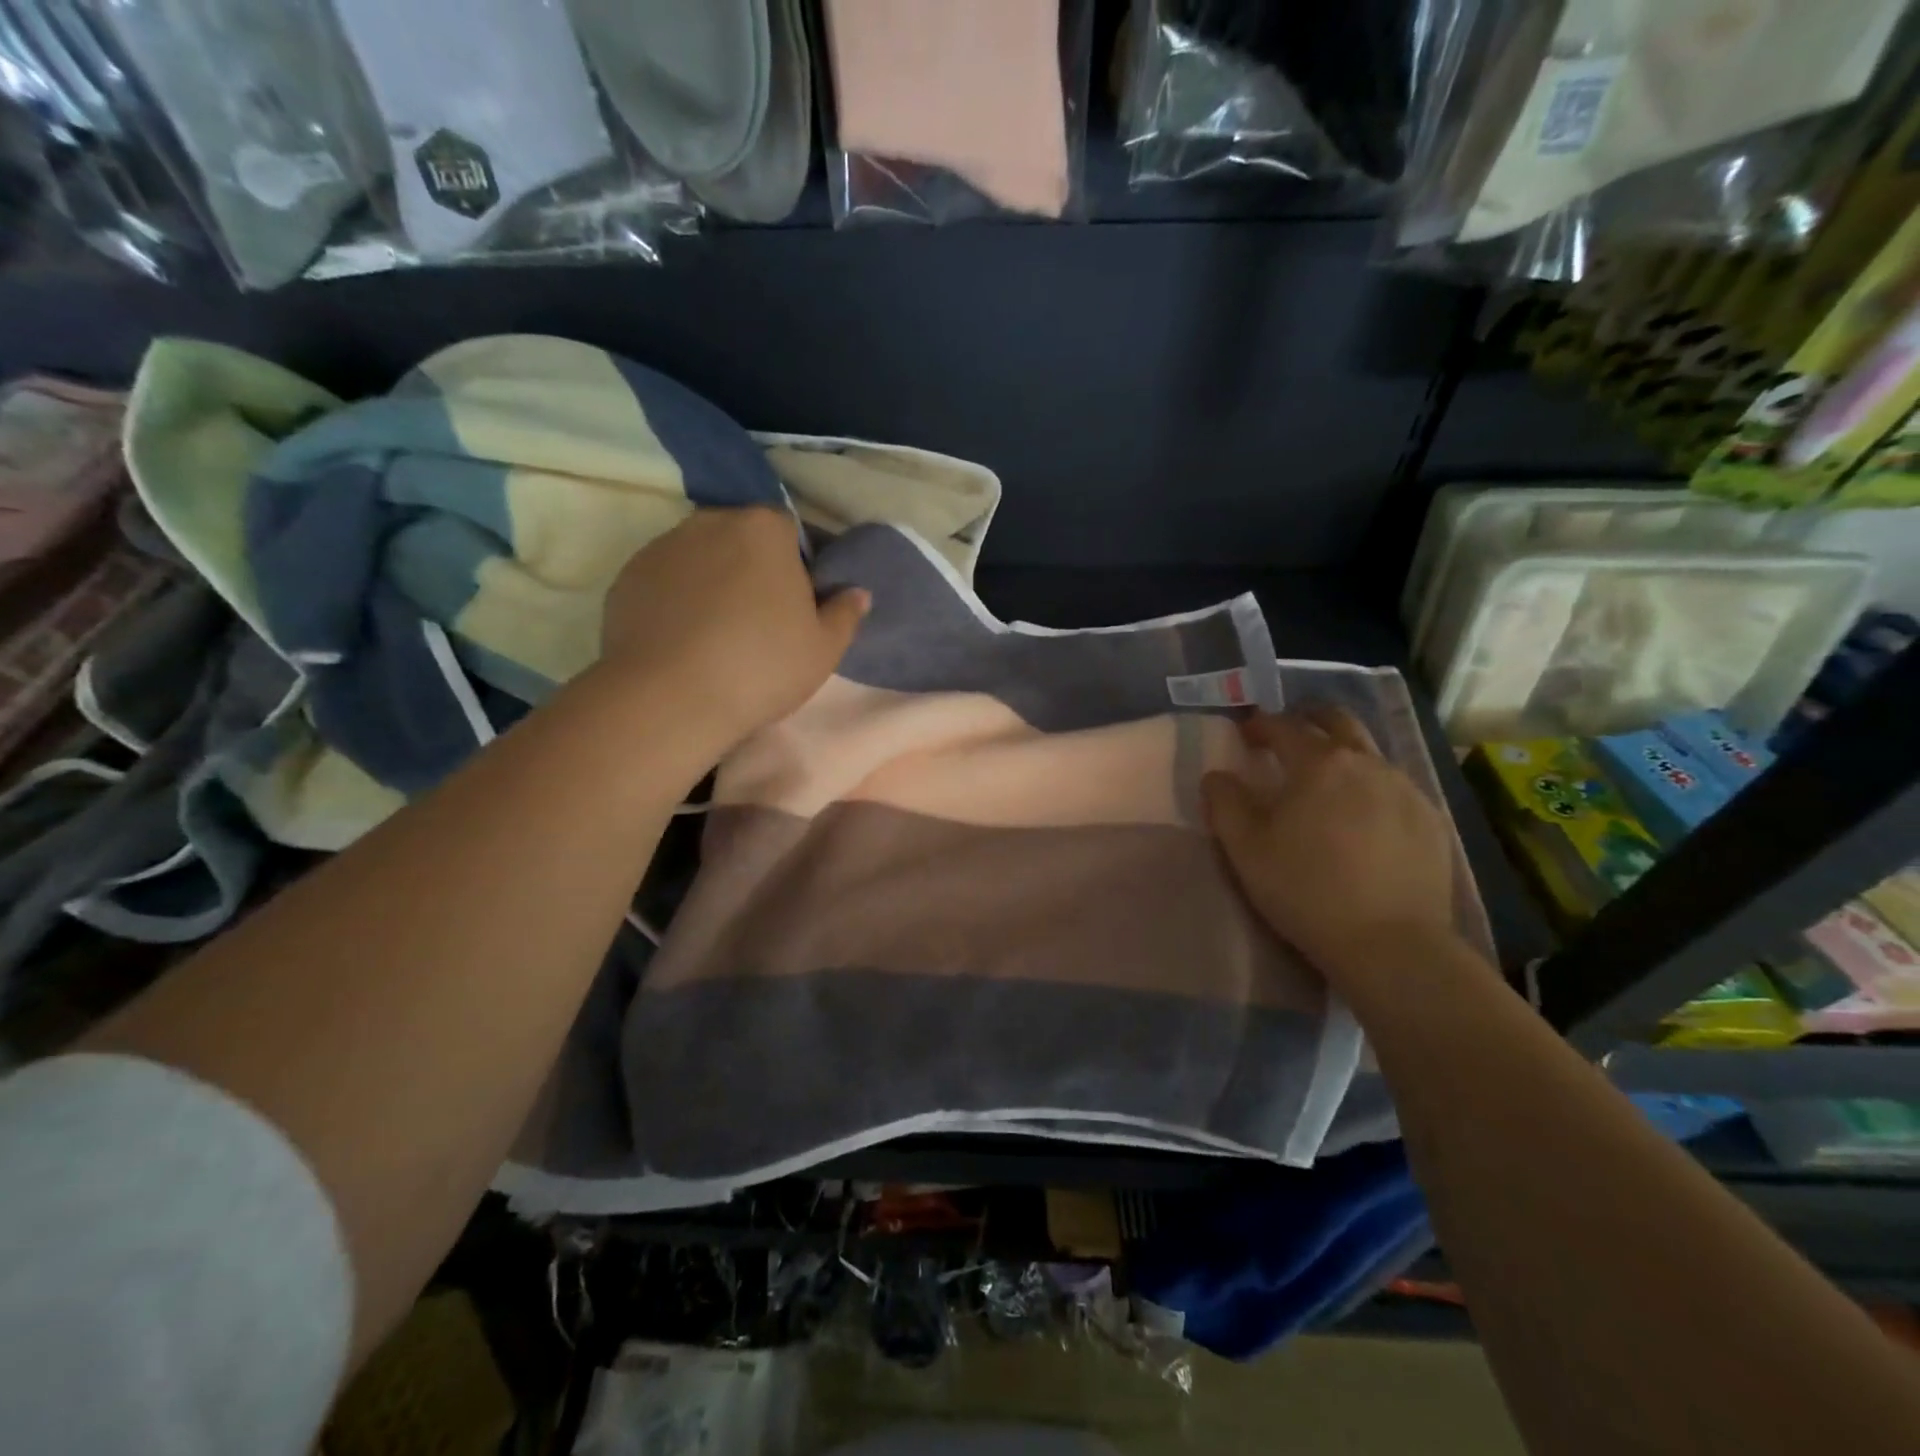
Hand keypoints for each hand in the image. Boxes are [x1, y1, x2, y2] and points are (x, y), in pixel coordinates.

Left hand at [598, 508, 868, 752]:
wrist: (670, 698)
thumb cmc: (762, 666)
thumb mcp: (824, 649)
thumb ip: (845, 614)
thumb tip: (857, 592)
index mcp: (764, 528)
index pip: (789, 530)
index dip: (796, 565)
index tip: (797, 603)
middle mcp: (710, 522)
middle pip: (741, 538)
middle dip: (752, 569)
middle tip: (760, 621)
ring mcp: (662, 547)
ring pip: (700, 558)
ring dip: (712, 582)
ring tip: (716, 635)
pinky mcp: (627, 577)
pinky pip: (665, 582)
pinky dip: (676, 601)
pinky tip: (683, 641)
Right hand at [1202, 706, 1464, 1002]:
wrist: (1391, 944)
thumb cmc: (1306, 890)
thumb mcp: (1245, 849)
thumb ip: (1224, 803)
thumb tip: (1217, 776)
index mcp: (1319, 764)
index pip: (1284, 726)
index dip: (1260, 724)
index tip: (1246, 732)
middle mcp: (1367, 763)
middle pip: (1337, 721)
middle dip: (1309, 719)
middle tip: (1289, 734)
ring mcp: (1406, 789)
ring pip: (1370, 752)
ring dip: (1343, 752)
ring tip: (1326, 780)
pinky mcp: (1431, 820)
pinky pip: (1395, 787)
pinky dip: (1371, 786)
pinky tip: (1363, 817)